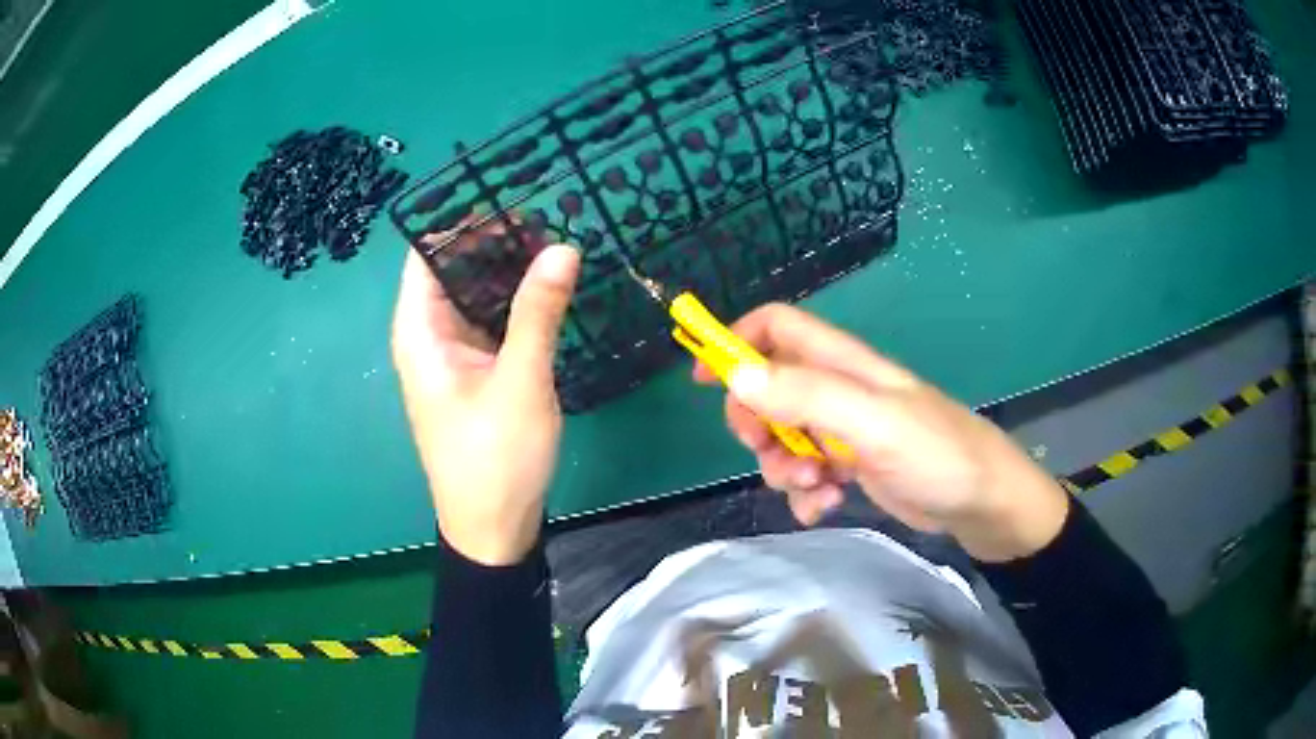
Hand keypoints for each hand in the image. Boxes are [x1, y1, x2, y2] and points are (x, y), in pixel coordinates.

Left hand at [391, 244, 580, 564]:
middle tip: (546, 216)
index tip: (510, 200)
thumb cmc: (495, 458)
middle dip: (493, 241)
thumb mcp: (521, 381)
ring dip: (507, 270)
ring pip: (474, 295)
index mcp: (419, 332)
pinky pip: (490, 322)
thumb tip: (562, 246)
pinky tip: (549, 287)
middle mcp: (428, 335)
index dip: (461, 221)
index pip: (426, 254)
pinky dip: (514, 302)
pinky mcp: (474, 371)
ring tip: (555, 242)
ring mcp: (452, 354)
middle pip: (452, 269)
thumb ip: (538, 312)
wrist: (493, 527)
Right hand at [696, 304, 1068, 561]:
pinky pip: (808, 476)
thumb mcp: (873, 423)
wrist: (984, 504)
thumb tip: (738, 377)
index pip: (777, 327)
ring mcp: (846, 432)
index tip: (705, 380)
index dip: (737, 342)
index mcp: (843, 364)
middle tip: (764, 450)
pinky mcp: (853, 468)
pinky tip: (827, 508)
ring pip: (785, 438)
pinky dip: (807, 495)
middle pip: (769, 387)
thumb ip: (808, 397)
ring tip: (816, 489)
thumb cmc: (938, 454)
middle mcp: (840, 391)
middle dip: (756, 421)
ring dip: (784, 467)